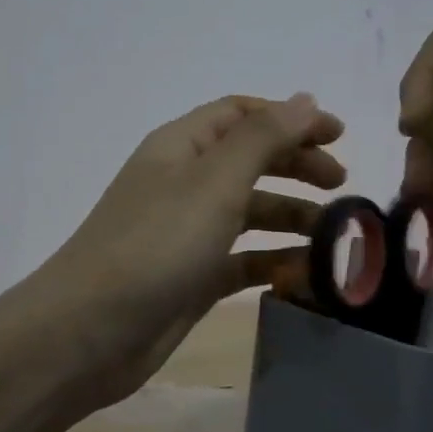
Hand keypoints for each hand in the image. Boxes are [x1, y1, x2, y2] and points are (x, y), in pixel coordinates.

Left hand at [38, 93, 344, 406]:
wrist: (90, 332)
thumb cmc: (156, 244)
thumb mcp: (214, 181)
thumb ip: (263, 138)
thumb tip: (305, 99)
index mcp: (182, 147)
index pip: (242, 115)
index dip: (291, 118)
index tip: (340, 137)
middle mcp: (184, 184)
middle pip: (250, 161)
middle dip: (297, 166)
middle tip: (342, 186)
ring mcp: (187, 234)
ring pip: (250, 213)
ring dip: (292, 217)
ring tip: (335, 234)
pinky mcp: (192, 279)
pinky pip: (243, 260)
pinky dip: (275, 261)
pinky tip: (308, 273)